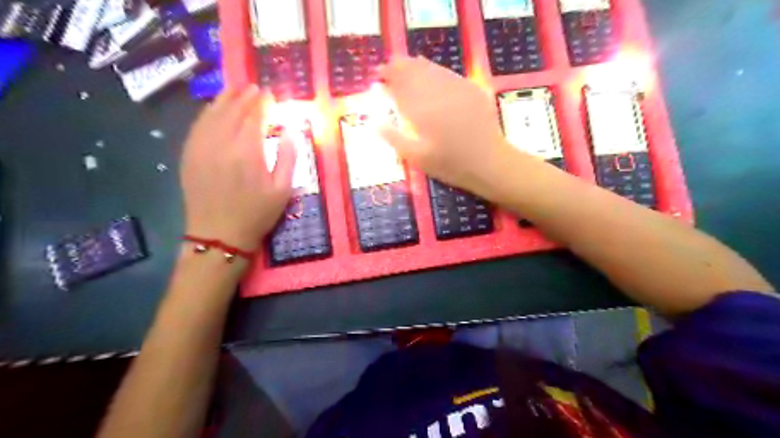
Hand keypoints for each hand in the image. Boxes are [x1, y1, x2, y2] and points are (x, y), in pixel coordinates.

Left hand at [181, 85, 297, 249]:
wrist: (219, 235)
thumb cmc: (257, 213)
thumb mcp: (283, 189)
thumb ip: (288, 157)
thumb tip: (289, 132)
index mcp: (247, 151)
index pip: (254, 116)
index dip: (262, 103)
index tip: (270, 94)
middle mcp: (221, 143)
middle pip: (232, 110)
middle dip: (244, 96)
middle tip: (254, 87)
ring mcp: (201, 147)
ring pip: (211, 114)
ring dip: (224, 99)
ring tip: (235, 90)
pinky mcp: (189, 155)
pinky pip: (197, 126)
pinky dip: (207, 113)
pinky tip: (214, 110)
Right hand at [380, 54, 512, 195]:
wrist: (489, 163)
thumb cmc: (450, 164)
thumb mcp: (416, 158)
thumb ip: (393, 137)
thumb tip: (374, 121)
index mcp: (421, 110)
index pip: (399, 86)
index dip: (387, 78)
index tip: (377, 76)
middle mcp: (437, 92)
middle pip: (414, 71)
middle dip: (399, 67)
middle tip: (388, 67)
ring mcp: (456, 87)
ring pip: (431, 68)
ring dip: (415, 65)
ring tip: (405, 64)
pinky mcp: (471, 88)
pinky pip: (447, 73)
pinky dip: (434, 69)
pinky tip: (431, 72)